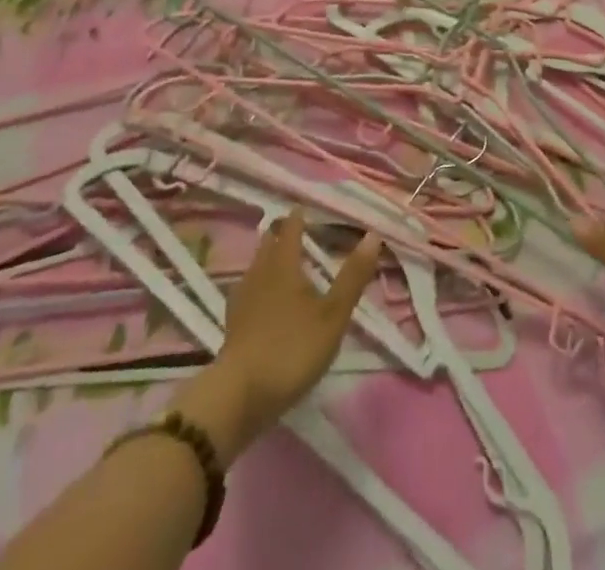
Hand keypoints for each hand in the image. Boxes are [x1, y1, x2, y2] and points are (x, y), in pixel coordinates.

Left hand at [205, 216, 380, 450]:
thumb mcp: (333, 315)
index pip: (291, 229)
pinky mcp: (232, 326)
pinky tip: (261, 300)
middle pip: (268, 244)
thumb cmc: (292, 349)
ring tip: (279, 259)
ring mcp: (241, 300)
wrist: (239, 396)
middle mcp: (259, 274)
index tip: (304, 207)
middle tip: (293, 229)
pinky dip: (257, 286)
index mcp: (284, 264)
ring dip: (267, 258)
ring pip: (255, 266)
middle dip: (279, 234)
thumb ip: (353, 276)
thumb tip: (373, 234)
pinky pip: (247, 291)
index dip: (299, 217)